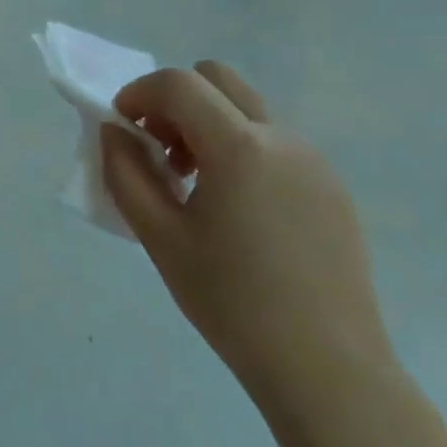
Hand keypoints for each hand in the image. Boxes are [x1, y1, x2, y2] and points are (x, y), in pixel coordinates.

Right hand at [99, 61, 397, 413]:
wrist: (327, 368)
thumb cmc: (231, 301)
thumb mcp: (159, 236)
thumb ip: (126, 172)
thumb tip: (115, 131)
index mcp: (240, 148)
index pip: (179, 84)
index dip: (138, 93)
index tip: (122, 128)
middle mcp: (283, 140)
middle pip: (217, 79)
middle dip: (174, 100)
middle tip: (156, 148)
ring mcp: (314, 162)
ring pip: (246, 109)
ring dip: (205, 124)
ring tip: (190, 185)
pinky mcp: (331, 188)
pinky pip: (273, 142)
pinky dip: (237, 149)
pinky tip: (231, 209)